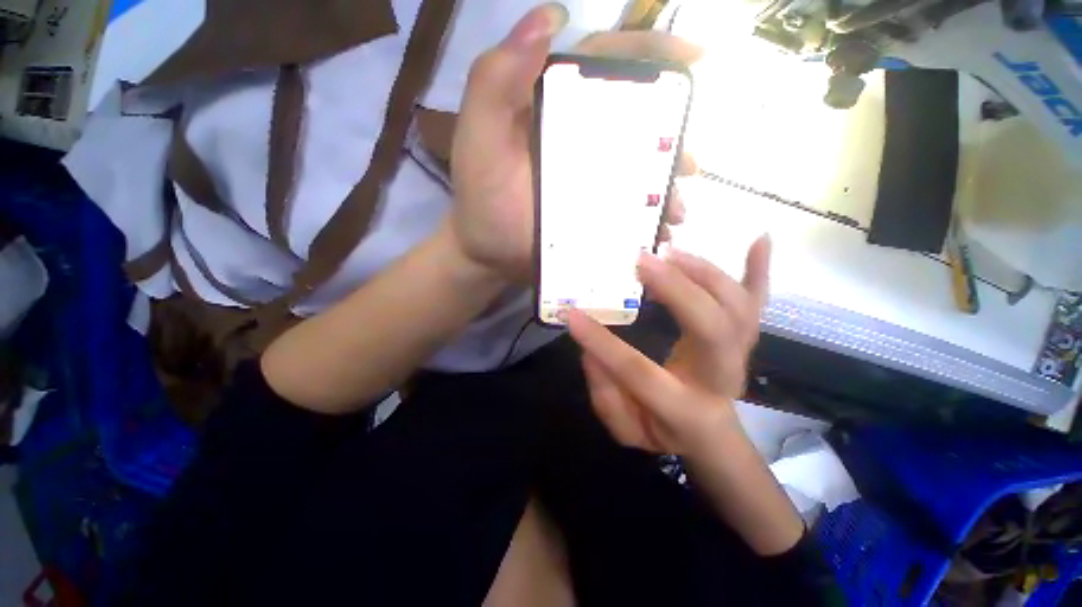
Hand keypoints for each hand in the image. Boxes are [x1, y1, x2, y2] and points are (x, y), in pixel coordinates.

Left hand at [449, 4, 701, 282]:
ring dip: (664, 183)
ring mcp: (588, 177)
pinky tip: (658, 232)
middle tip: (690, 163)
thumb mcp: (479, 136)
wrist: (487, 254)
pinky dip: (647, 216)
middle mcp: (578, 135)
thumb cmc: (481, 198)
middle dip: (671, 133)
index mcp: (555, 105)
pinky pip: (627, 207)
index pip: (606, 64)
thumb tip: (550, 17)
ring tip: (677, 209)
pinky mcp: (592, 210)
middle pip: (634, 119)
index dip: (650, 53)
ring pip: (637, 166)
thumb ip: (497, 80)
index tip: (693, 59)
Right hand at [568, 236, 771, 456]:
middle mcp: (719, 376)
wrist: (708, 432)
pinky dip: (760, 270)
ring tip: (669, 251)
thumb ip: (605, 395)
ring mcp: (739, 353)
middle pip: (711, 329)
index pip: (639, 371)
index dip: (603, 344)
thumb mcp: (626, 429)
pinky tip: (759, 238)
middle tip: (641, 262)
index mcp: (683, 406)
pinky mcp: (744, 337)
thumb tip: (590, 350)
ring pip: (736, 309)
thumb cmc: (662, 429)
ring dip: (706, 274)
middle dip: (676, 290)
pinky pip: (757, 303)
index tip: (574, 315)